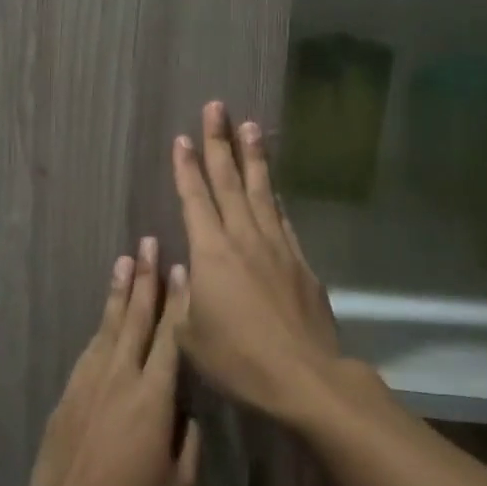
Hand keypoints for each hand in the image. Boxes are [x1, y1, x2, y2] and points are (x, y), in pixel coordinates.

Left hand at [25, 237, 201, 485]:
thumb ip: (190, 442)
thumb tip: (187, 413)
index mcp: (154, 396)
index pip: (170, 336)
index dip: (178, 301)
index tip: (181, 269)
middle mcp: (122, 376)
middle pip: (136, 317)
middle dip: (145, 277)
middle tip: (148, 242)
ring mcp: (91, 380)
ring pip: (110, 325)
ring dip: (120, 291)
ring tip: (125, 261)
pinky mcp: (70, 391)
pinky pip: (92, 347)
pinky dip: (102, 324)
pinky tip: (106, 315)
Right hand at [169, 101, 340, 421]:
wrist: (304, 377)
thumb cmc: (238, 359)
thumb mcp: (190, 336)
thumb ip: (183, 298)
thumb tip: (186, 270)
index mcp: (211, 253)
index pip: (195, 199)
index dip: (187, 168)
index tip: (182, 138)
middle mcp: (244, 238)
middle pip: (229, 181)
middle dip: (219, 143)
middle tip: (216, 108)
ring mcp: (276, 246)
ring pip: (261, 191)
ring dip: (253, 157)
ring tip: (249, 127)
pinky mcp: (301, 262)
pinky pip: (282, 218)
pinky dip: (274, 196)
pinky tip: (272, 185)